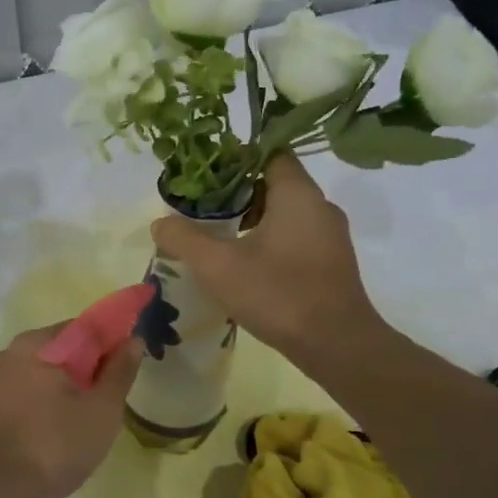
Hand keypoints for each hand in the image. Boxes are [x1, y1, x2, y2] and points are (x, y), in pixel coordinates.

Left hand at [0, 326, 141, 497]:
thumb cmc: (56, 446)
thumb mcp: (101, 409)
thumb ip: (119, 371)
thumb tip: (133, 340)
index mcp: (35, 344)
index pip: (83, 328)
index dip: (111, 342)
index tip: (128, 365)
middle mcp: (9, 354)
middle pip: (61, 350)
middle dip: (89, 367)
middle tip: (111, 398)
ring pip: (43, 373)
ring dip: (67, 387)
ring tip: (87, 418)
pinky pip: (26, 393)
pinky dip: (46, 402)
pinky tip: (58, 430)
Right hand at [150, 153, 390, 376]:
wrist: (337, 345)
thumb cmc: (278, 294)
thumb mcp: (218, 265)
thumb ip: (184, 239)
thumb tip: (160, 223)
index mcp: (298, 194)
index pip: (270, 152)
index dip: (236, 156)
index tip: (206, 172)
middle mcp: (319, 206)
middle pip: (274, 183)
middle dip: (236, 192)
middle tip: (201, 206)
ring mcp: (329, 236)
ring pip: (284, 213)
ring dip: (251, 220)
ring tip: (216, 236)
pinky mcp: (330, 263)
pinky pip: (295, 237)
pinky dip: (268, 240)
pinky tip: (243, 264)